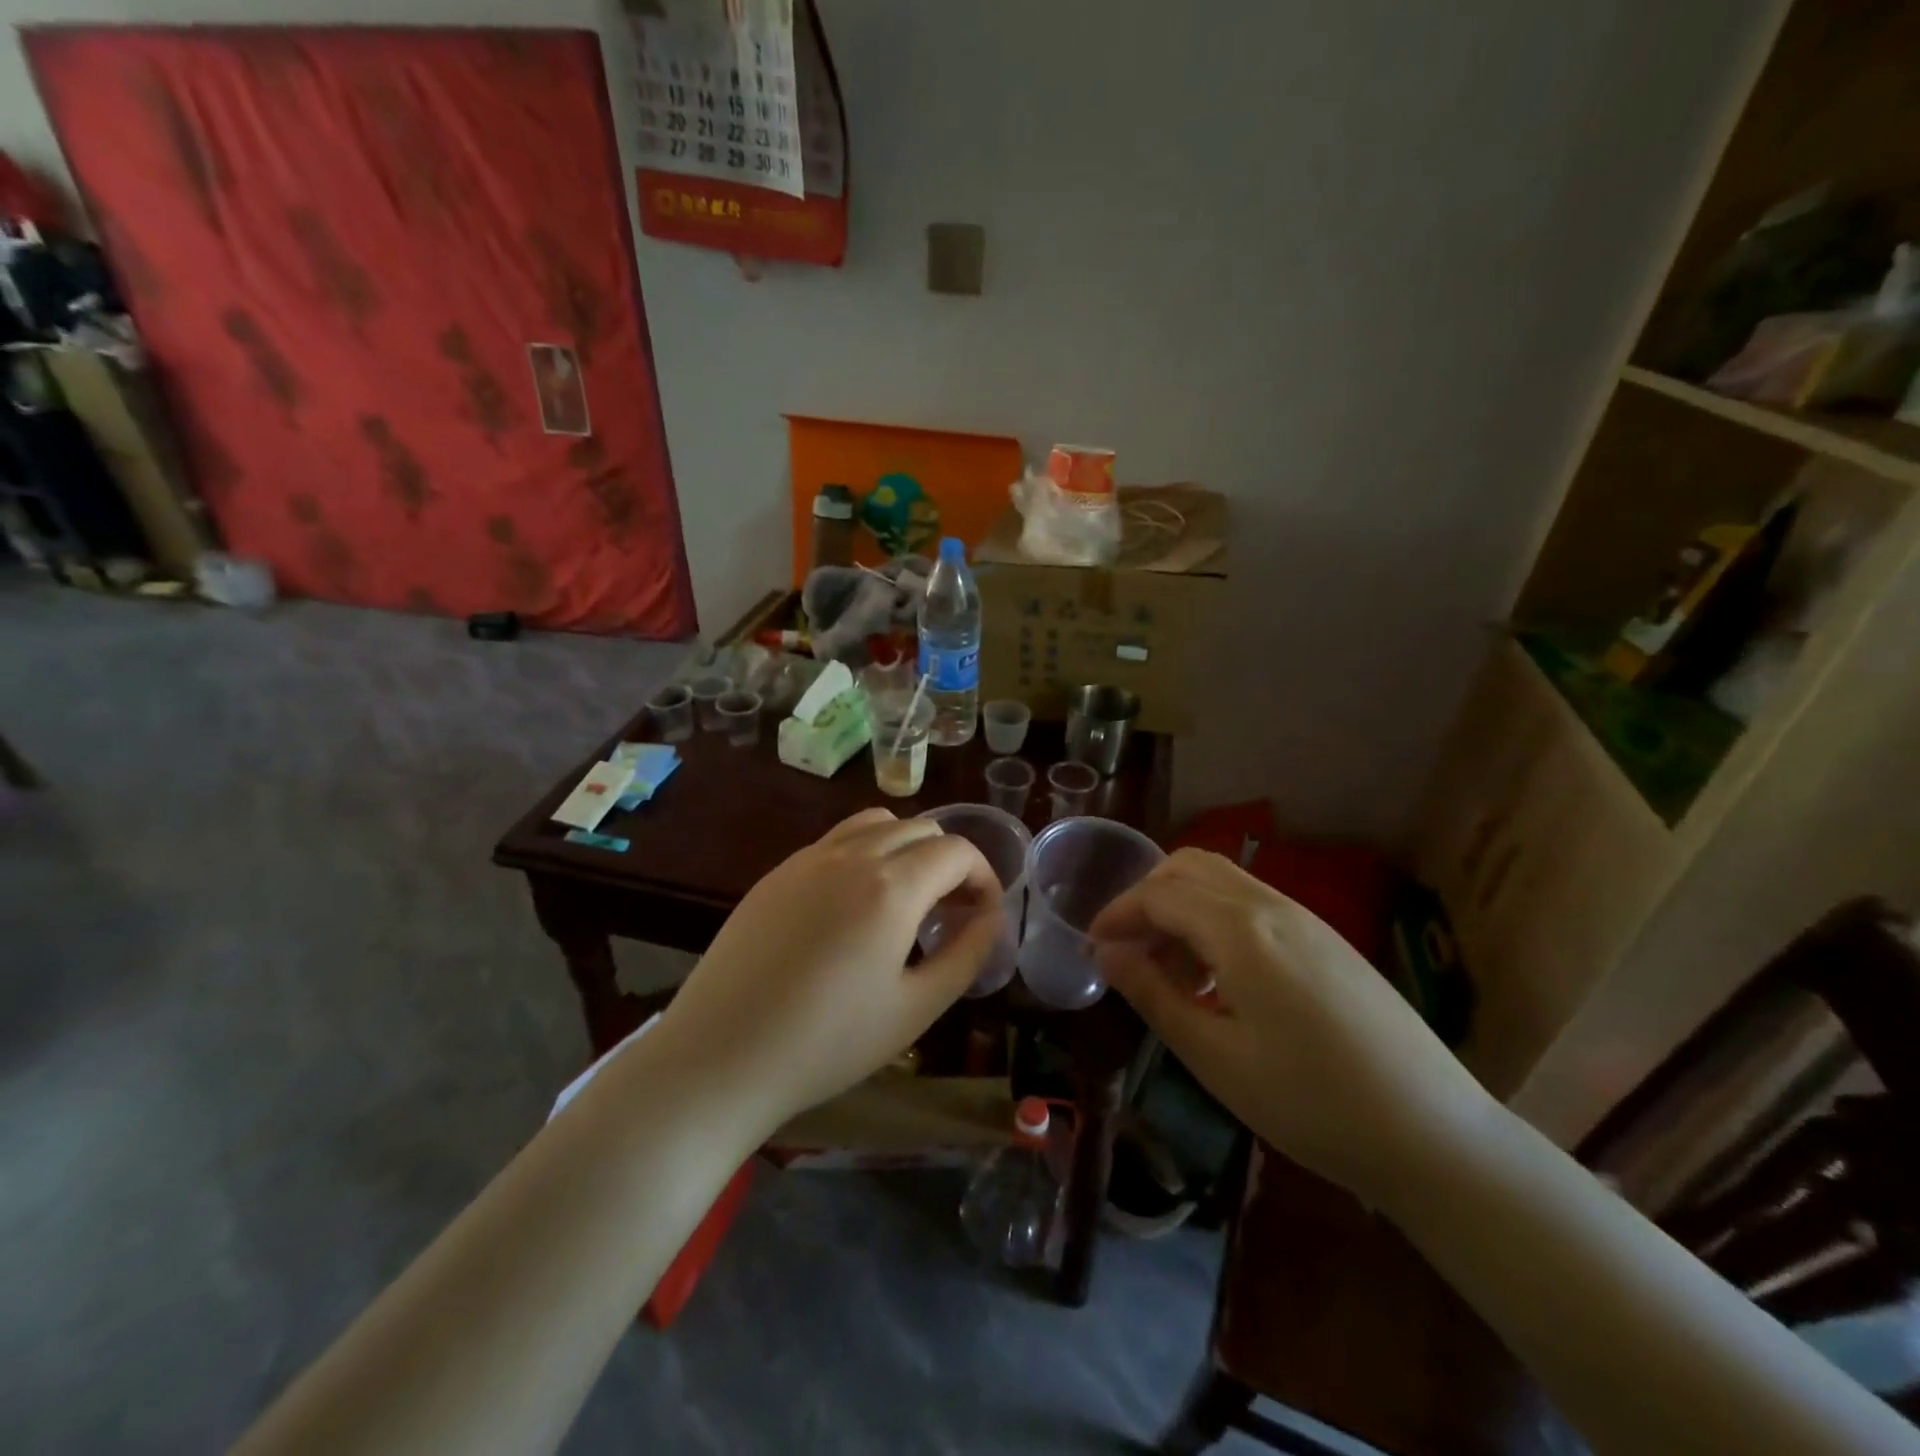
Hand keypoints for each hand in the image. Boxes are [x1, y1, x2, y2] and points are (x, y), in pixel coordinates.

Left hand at [652, 808, 1003, 1134]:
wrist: (719, 1057)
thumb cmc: (827, 1043)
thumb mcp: (916, 1008)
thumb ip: (966, 954)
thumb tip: (992, 918)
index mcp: (891, 886)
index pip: (957, 850)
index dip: (984, 876)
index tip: (984, 916)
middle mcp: (851, 854)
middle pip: (921, 828)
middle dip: (950, 861)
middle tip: (952, 911)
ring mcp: (808, 858)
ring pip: (876, 824)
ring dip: (907, 848)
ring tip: (907, 898)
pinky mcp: (777, 873)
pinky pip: (836, 841)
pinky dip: (865, 854)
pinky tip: (854, 907)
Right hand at [1088, 849, 1496, 1208]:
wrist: (1434, 1135)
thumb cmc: (1311, 1103)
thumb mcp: (1215, 1057)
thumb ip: (1153, 994)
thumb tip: (1107, 953)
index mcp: (1240, 930)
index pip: (1158, 894)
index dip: (1117, 913)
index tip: (1092, 946)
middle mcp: (1271, 905)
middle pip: (1189, 867)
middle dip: (1147, 897)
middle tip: (1128, 948)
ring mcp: (1306, 918)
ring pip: (1223, 881)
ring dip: (1182, 906)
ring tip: (1170, 970)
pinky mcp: (1327, 938)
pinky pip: (1253, 904)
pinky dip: (1216, 919)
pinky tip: (1220, 978)